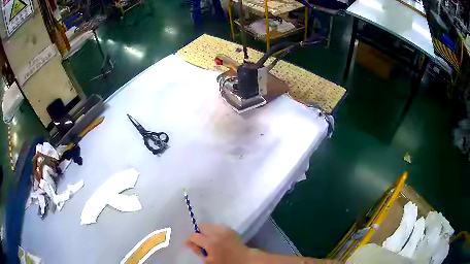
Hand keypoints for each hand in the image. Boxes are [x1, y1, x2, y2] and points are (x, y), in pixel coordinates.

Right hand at [184, 223, 250, 263]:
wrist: (244, 260)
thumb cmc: (225, 262)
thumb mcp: (208, 261)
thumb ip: (197, 251)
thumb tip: (188, 243)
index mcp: (210, 242)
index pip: (193, 236)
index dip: (191, 240)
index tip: (193, 245)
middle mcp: (217, 233)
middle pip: (202, 225)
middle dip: (200, 232)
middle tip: (203, 242)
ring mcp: (225, 229)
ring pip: (210, 225)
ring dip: (209, 231)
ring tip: (212, 240)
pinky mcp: (231, 229)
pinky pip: (219, 226)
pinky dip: (217, 231)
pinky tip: (220, 239)